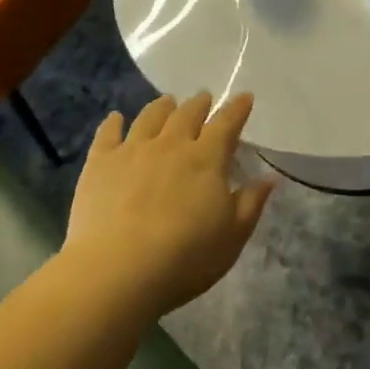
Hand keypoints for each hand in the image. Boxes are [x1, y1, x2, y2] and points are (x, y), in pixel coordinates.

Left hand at [66, 92, 275, 316]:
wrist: (117, 271)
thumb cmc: (185, 257)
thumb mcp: (232, 236)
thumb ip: (251, 203)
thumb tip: (269, 177)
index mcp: (207, 159)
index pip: (226, 124)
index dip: (237, 109)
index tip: (244, 97)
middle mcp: (171, 145)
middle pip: (187, 114)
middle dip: (199, 104)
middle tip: (204, 98)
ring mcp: (132, 151)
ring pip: (150, 117)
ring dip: (162, 107)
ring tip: (167, 101)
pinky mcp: (100, 164)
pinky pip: (107, 134)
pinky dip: (113, 122)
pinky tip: (115, 118)